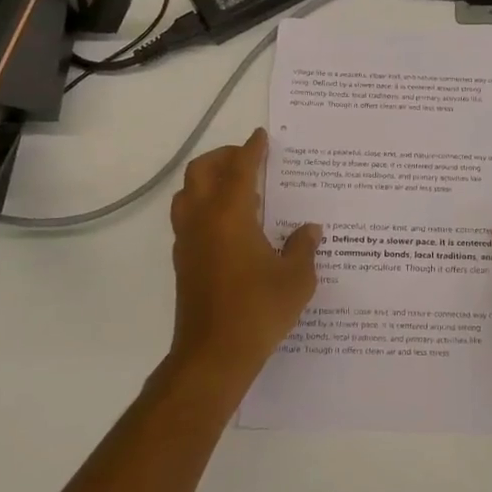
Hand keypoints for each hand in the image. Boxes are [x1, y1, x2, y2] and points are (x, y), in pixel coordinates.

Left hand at [169, 128, 321, 390]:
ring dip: (208, 181)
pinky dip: (204, 205)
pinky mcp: (183, 262)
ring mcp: (188, 242)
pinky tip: (231, 223)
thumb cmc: (258, 310)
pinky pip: (188, 217)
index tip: (261, 136)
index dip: (251, 149)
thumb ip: (303, 247)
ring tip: (238, 188)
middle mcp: (203, 221)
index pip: (240, 169)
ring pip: (188, 194)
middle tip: (248, 159)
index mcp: (230, 215)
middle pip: (201, 172)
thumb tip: (308, 230)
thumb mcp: (297, 278)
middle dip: (223, 158)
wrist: (213, 356)